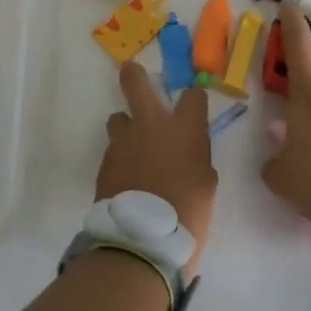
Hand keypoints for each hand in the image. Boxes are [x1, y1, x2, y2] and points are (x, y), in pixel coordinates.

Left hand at [97, 63, 216, 272]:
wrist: (143, 239)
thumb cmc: (188, 212)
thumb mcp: (205, 183)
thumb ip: (197, 158)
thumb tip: (187, 153)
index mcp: (185, 129)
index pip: (193, 95)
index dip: (193, 99)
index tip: (193, 105)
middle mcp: (151, 125)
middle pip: (136, 83)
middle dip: (133, 75)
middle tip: (131, 71)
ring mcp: (124, 141)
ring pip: (119, 118)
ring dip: (126, 127)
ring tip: (133, 147)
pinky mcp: (105, 161)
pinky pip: (113, 149)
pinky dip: (121, 157)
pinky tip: (127, 175)